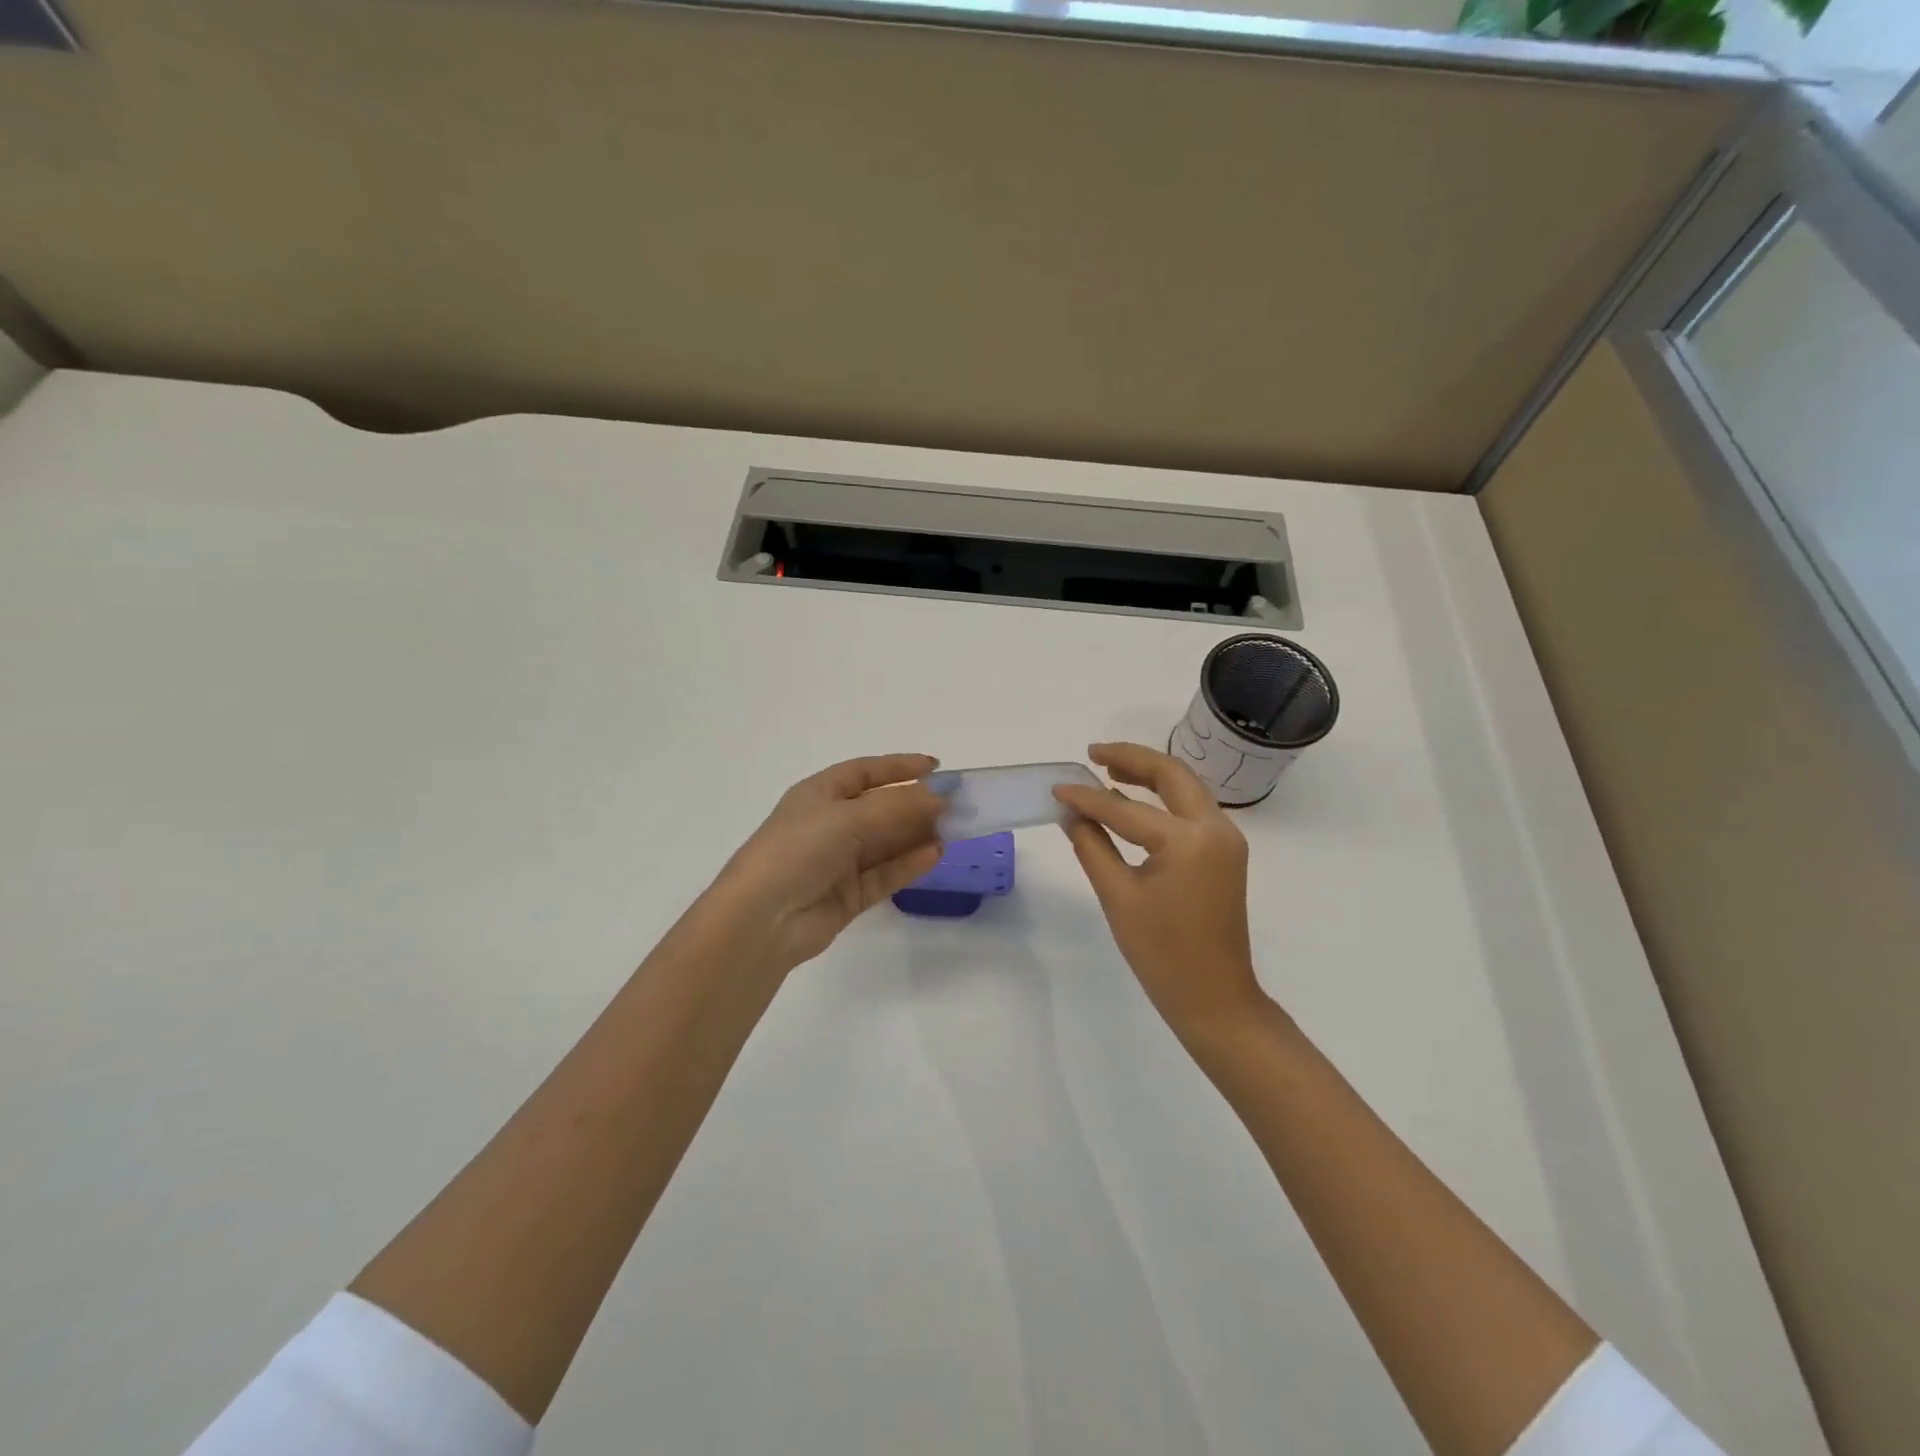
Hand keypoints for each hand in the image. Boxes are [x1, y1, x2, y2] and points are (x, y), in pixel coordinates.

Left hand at [701, 753, 945, 973]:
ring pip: (886, 843)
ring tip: (954, 829)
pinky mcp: (849, 895)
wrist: (762, 919)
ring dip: (917, 834)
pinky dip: (909, 864)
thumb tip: (939, 796)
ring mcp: (839, 862)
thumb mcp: (848, 817)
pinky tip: (935, 854)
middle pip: (881, 808)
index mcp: (819, 794)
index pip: (865, 772)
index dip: (899, 767)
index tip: (936, 767)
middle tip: (956, 804)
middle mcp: (829, 824)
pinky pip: (885, 874)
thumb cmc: (798, 850)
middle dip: (916, 804)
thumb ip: (897, 806)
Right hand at [1054, 742, 1266, 1040]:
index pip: (1126, 808)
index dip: (1087, 797)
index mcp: (1188, 841)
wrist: (1214, 997)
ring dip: (1150, 773)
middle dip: (1131, 758)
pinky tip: (1134, 801)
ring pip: (1186, 787)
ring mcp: (1226, 839)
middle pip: (1172, 774)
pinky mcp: (1224, 852)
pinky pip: (1191, 809)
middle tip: (1092, 754)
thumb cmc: (1161, 953)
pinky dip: (1163, 797)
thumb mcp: (1118, 897)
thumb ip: (1092, 846)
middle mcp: (1215, 828)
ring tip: (1108, 769)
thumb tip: (1072, 814)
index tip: (1057, 787)